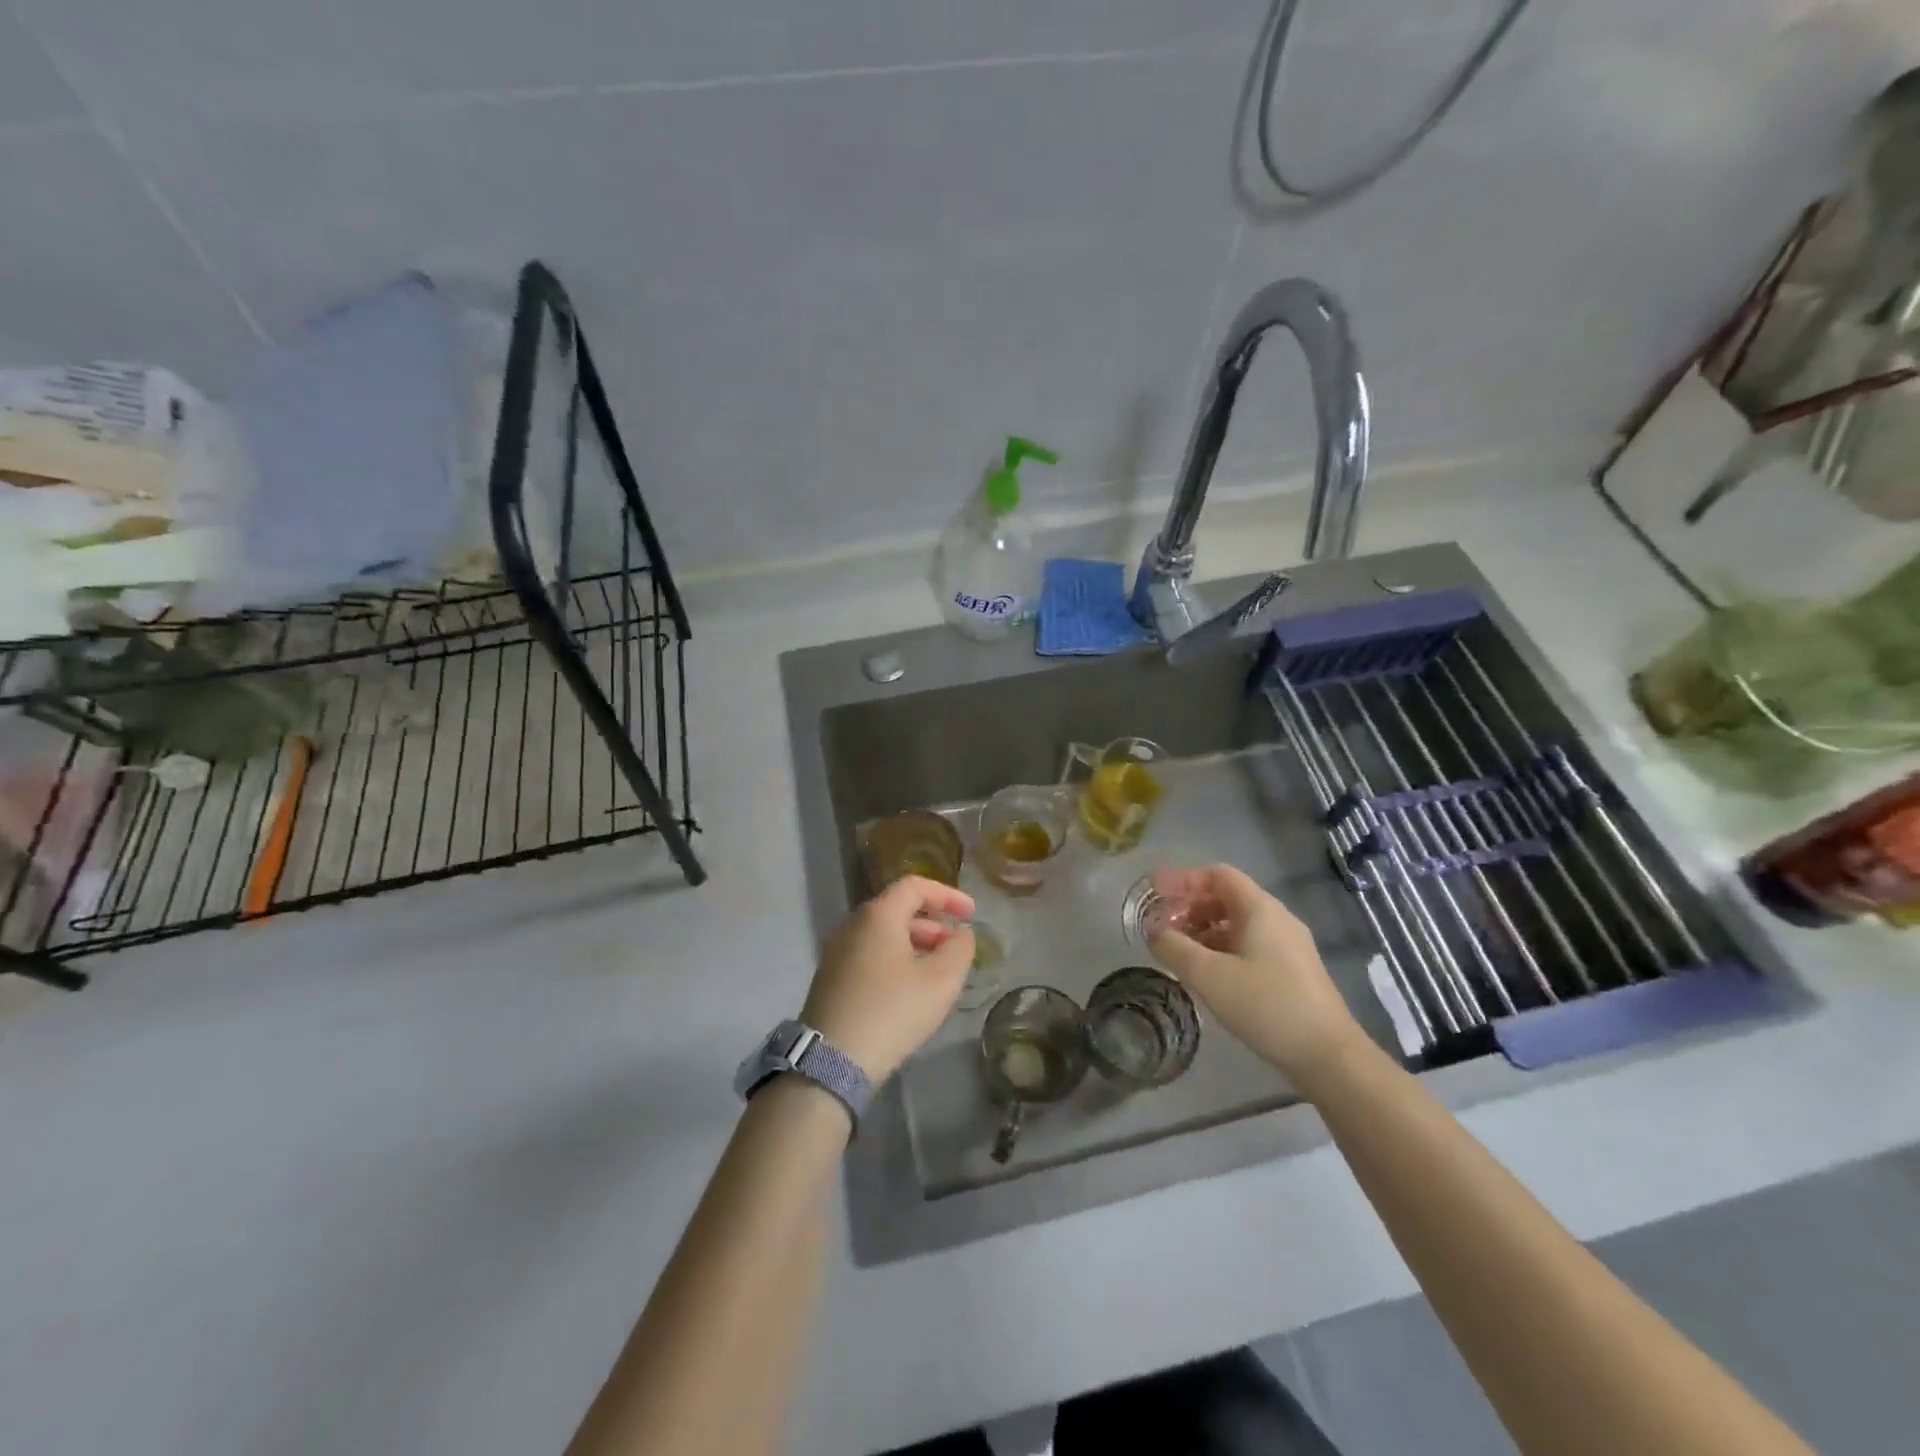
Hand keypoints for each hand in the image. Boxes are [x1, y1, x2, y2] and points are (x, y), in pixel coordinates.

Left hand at [802, 876, 975, 1083]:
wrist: (831, 1060)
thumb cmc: (892, 1011)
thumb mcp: (941, 980)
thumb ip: (959, 949)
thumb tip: (961, 933)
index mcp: (878, 915)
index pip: (915, 886)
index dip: (948, 895)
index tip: (971, 914)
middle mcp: (853, 925)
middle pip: (898, 909)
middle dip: (933, 923)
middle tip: (956, 946)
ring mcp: (837, 952)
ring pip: (883, 935)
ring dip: (915, 944)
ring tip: (938, 971)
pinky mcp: (831, 979)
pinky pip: (870, 955)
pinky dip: (896, 960)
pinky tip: (910, 990)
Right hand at [1146, 863, 1366, 1088]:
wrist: (1329, 1056)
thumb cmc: (1266, 1006)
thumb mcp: (1209, 975)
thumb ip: (1174, 948)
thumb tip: (1153, 931)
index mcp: (1260, 909)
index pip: (1217, 874)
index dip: (1183, 880)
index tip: (1156, 895)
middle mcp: (1277, 919)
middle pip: (1226, 897)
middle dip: (1190, 908)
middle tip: (1162, 928)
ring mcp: (1289, 946)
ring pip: (1237, 924)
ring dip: (1204, 931)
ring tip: (1179, 955)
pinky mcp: (1293, 971)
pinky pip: (1250, 945)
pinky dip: (1222, 949)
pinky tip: (1208, 976)